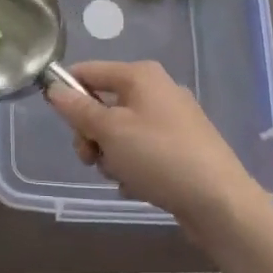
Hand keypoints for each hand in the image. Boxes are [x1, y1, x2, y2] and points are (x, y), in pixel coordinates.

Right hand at [44, 61, 270, 241]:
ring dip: (112, 156)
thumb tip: (53, 87)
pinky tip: (140, 187)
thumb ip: (78, 109)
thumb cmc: (159, 156)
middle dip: (92, 134)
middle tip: (91, 158)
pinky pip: (142, 150)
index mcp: (140, 75)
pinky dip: (134, 168)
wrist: (219, 201)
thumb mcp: (110, 131)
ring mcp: (172, 119)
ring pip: (121, 132)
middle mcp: (157, 89)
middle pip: (103, 105)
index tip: (59, 123)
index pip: (89, 71)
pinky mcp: (181, 147)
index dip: (68, 93)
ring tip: (122, 177)